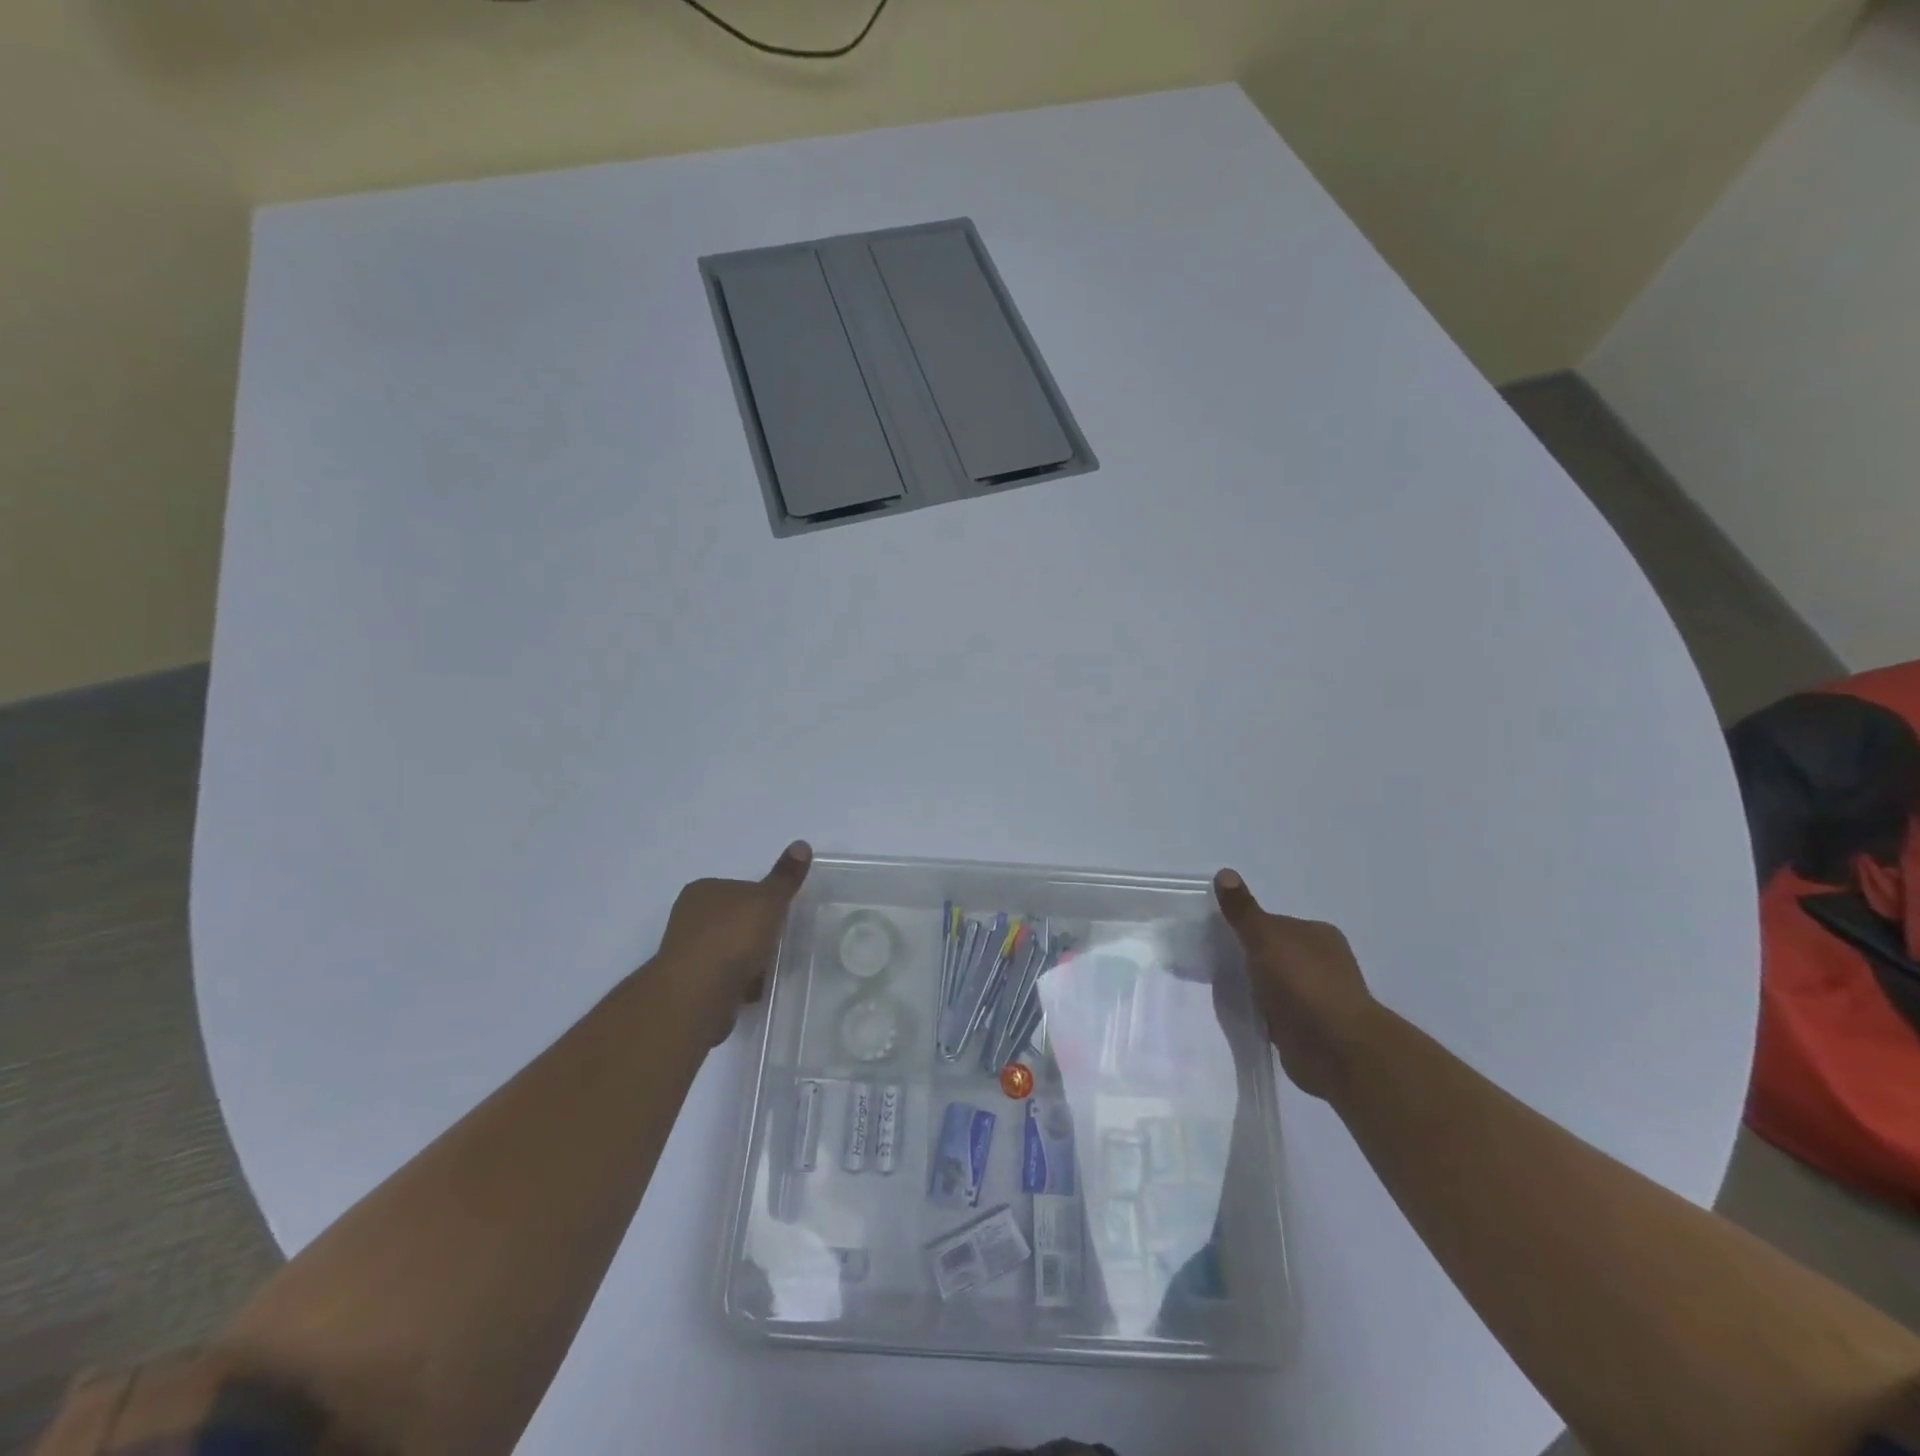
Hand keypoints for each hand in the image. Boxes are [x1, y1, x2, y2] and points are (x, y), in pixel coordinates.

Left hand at [657, 841, 811, 1043]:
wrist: (697, 995)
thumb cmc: (733, 937)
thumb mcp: (768, 900)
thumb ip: (785, 876)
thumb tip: (802, 844)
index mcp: (703, 890)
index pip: (739, 887)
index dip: (762, 900)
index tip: (780, 914)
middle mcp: (689, 917)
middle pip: (734, 919)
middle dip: (756, 931)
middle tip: (779, 941)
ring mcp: (687, 952)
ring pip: (729, 949)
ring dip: (748, 959)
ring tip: (769, 968)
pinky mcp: (691, 985)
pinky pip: (724, 977)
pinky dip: (740, 982)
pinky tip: (755, 989)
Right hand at [1213, 868, 1379, 1100]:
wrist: (1337, 1050)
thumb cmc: (1303, 984)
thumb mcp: (1266, 938)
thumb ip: (1243, 911)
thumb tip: (1224, 872)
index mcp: (1318, 935)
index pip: (1274, 923)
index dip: (1246, 927)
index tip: (1218, 936)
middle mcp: (1322, 962)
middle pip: (1274, 952)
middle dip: (1249, 957)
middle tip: (1215, 962)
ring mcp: (1318, 997)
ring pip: (1274, 983)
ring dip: (1255, 987)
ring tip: (1223, 988)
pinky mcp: (1310, 1028)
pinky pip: (1276, 1011)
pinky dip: (1261, 1011)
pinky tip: (1243, 1012)